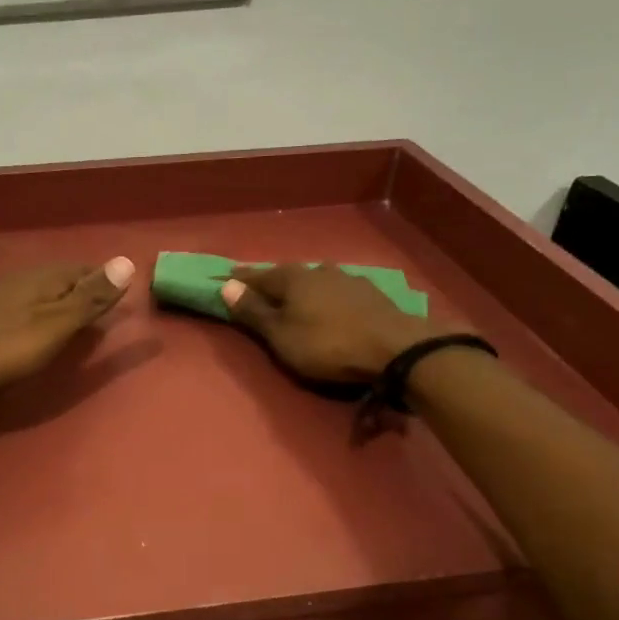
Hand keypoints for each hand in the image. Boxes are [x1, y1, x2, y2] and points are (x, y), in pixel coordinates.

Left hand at [0, 257, 136, 399]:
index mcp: (40, 280)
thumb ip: (87, 299)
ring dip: (55, 302)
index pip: (80, 270)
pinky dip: (33, 317)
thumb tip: (127, 262)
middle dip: (79, 289)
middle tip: (100, 304)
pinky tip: (29, 331)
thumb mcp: (52, 326)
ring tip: (71, 317)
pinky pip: (16, 311)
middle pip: (57, 280)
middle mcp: (17, 283)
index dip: (101, 279)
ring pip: (35, 294)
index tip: (121, 290)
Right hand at [220, 263, 453, 384]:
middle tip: (257, 292)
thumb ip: (254, 312)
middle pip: (286, 276)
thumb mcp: (281, 336)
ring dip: (301, 289)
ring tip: (293, 299)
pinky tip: (328, 305)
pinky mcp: (369, 294)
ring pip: (314, 281)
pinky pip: (336, 291)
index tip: (223, 280)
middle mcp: (318, 271)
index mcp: (292, 279)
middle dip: (271, 283)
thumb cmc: (327, 345)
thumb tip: (225, 285)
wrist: (395, 349)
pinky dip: (324, 297)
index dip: (239, 281)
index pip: (257, 276)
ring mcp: (347, 280)